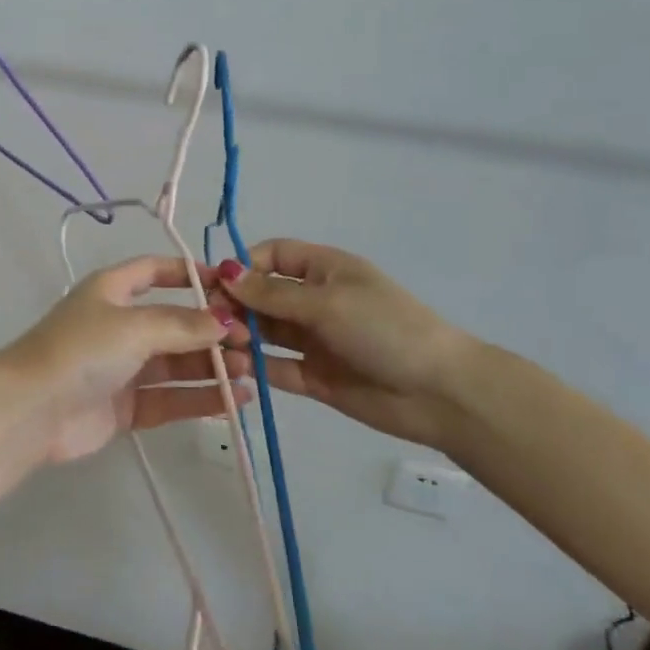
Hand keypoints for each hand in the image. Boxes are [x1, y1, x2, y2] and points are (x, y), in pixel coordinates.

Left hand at [0, 256, 249, 463]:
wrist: (32, 410)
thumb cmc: (82, 350)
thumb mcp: (134, 326)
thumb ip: (182, 324)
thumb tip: (226, 321)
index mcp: (112, 291)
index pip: (155, 271)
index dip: (191, 274)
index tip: (231, 286)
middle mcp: (118, 325)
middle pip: (173, 321)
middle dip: (211, 329)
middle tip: (251, 341)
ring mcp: (122, 367)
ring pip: (176, 362)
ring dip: (212, 365)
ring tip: (250, 370)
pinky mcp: (126, 406)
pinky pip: (171, 397)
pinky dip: (201, 397)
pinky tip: (237, 399)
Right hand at [219, 239, 474, 449]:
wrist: (439, 393)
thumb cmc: (384, 329)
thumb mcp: (327, 302)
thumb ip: (272, 294)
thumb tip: (224, 272)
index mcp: (325, 270)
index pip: (273, 256)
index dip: (244, 265)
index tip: (217, 283)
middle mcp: (316, 301)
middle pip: (263, 295)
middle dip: (236, 303)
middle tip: (210, 319)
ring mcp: (315, 340)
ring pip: (266, 331)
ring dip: (242, 334)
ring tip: (222, 344)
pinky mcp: (315, 377)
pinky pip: (277, 367)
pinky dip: (257, 367)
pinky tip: (237, 369)